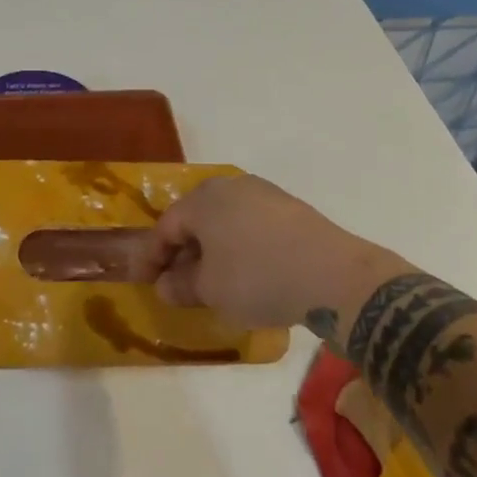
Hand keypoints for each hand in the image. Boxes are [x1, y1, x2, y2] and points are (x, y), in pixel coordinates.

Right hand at [144, 175, 401, 335]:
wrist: (332, 274)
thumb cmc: (258, 277)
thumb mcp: (211, 290)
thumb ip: (182, 285)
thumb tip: (166, 284)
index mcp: (202, 200)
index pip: (166, 226)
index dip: (151, 256)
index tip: (144, 281)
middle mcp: (229, 186)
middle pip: (195, 218)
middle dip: (183, 249)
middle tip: (177, 280)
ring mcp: (262, 193)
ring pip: (224, 220)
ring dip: (213, 248)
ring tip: (213, 279)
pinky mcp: (289, 207)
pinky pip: (250, 225)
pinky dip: (240, 246)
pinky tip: (247, 271)